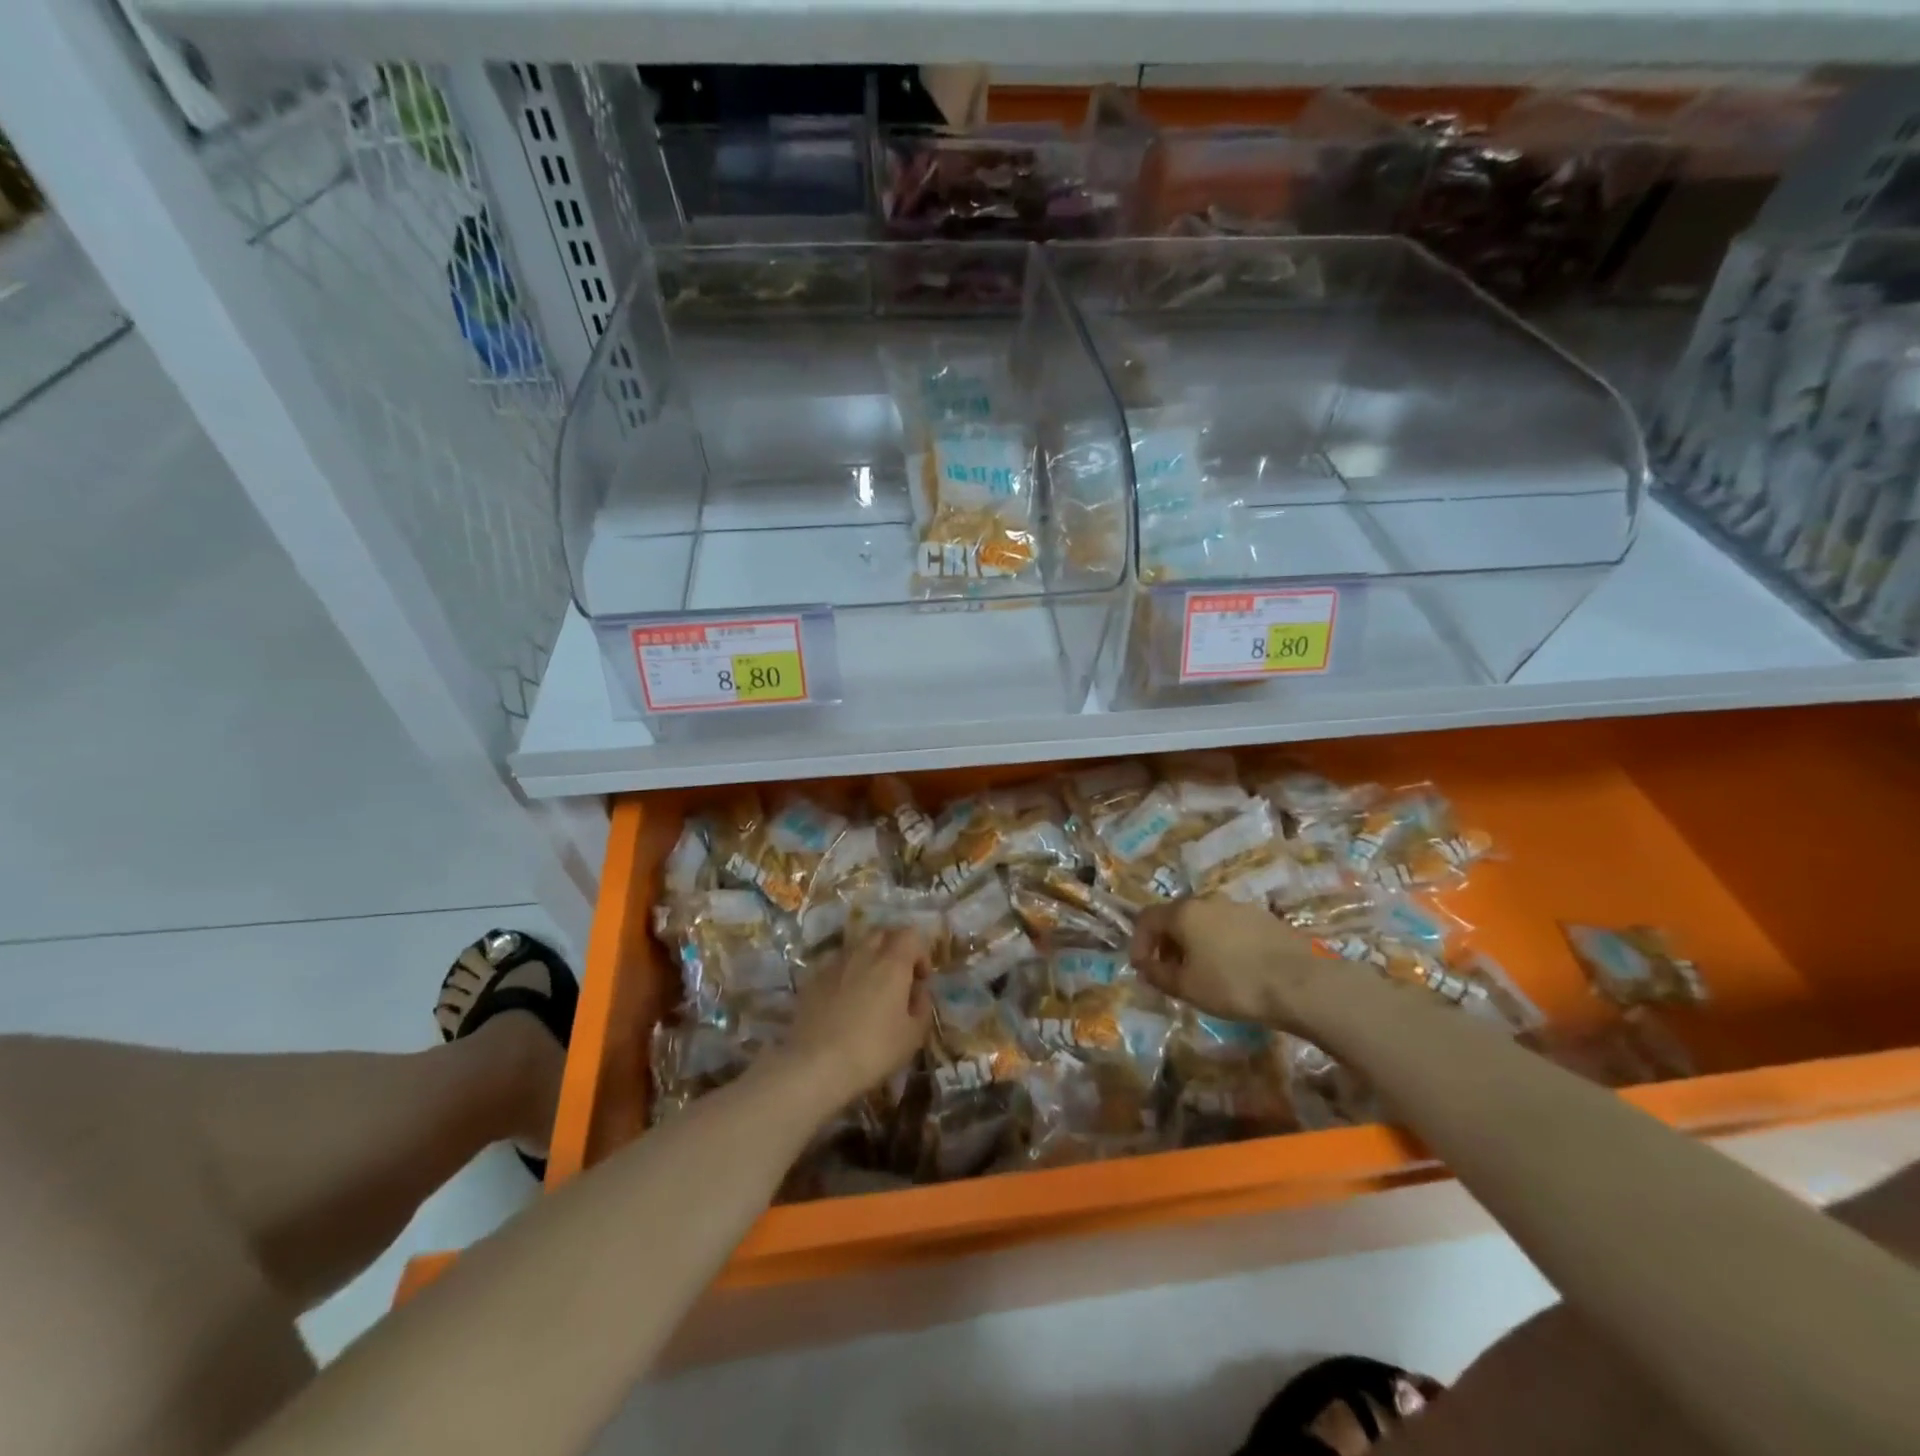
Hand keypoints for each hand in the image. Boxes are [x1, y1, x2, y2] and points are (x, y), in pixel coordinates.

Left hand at [780, 927, 932, 1109]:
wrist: (815, 1065)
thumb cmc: (873, 1050)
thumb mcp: (913, 1035)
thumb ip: (922, 1005)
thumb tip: (918, 990)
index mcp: (892, 963)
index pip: (910, 934)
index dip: (920, 952)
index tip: (920, 979)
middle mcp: (863, 953)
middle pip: (882, 933)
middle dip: (894, 948)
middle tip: (897, 978)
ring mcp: (834, 964)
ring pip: (856, 947)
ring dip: (868, 959)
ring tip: (869, 989)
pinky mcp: (812, 978)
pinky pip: (835, 965)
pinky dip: (845, 974)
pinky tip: (843, 1002)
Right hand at [1130, 897, 1324, 1028]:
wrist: (1302, 982)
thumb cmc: (1234, 984)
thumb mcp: (1187, 987)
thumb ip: (1159, 975)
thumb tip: (1145, 966)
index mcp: (1183, 912)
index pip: (1146, 918)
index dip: (1138, 943)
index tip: (1142, 969)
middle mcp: (1208, 901)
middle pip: (1176, 917)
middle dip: (1166, 944)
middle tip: (1169, 973)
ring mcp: (1239, 907)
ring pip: (1204, 922)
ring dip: (1194, 944)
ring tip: (1202, 974)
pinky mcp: (1265, 919)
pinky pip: (1229, 928)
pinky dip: (1220, 945)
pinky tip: (1233, 970)